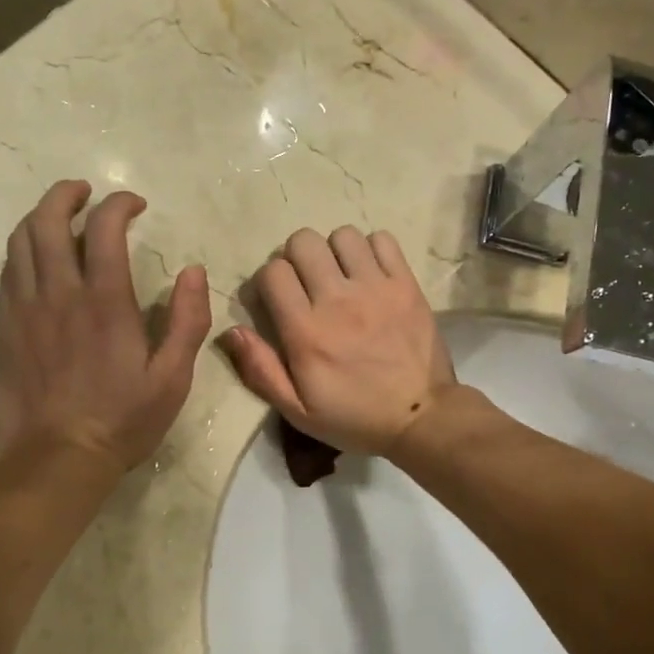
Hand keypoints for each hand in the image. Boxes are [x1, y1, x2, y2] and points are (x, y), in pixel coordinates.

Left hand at [0, 181, 210, 471]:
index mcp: (104, 301)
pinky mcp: (6, 327)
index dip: (119, 204)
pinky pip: (7, 272)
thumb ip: (188, 321)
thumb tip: (194, 271)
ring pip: (20, 241)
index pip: (104, 228)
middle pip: (47, 220)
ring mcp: (25, 308)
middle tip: (85, 192)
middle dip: (66, 195)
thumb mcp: (173, 378)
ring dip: (39, 216)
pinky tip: (37, 258)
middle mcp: (59, 293)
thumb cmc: (123, 419)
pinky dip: (22, 250)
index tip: (135, 206)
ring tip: (58, 215)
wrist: (58, 457)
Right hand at [222, 226, 455, 455]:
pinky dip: (372, 250)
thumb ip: (261, 370)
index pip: (273, 272)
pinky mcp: (406, 285)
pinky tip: (370, 274)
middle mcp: (338, 300)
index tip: (277, 300)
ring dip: (334, 252)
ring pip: (342, 235)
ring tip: (340, 276)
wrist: (421, 418)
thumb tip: (231, 331)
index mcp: (306, 331)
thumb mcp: (298, 411)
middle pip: (303, 241)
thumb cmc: (354, 418)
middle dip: (296, 258)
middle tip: (307, 284)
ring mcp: (376, 288)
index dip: (269, 282)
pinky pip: (383, 240)